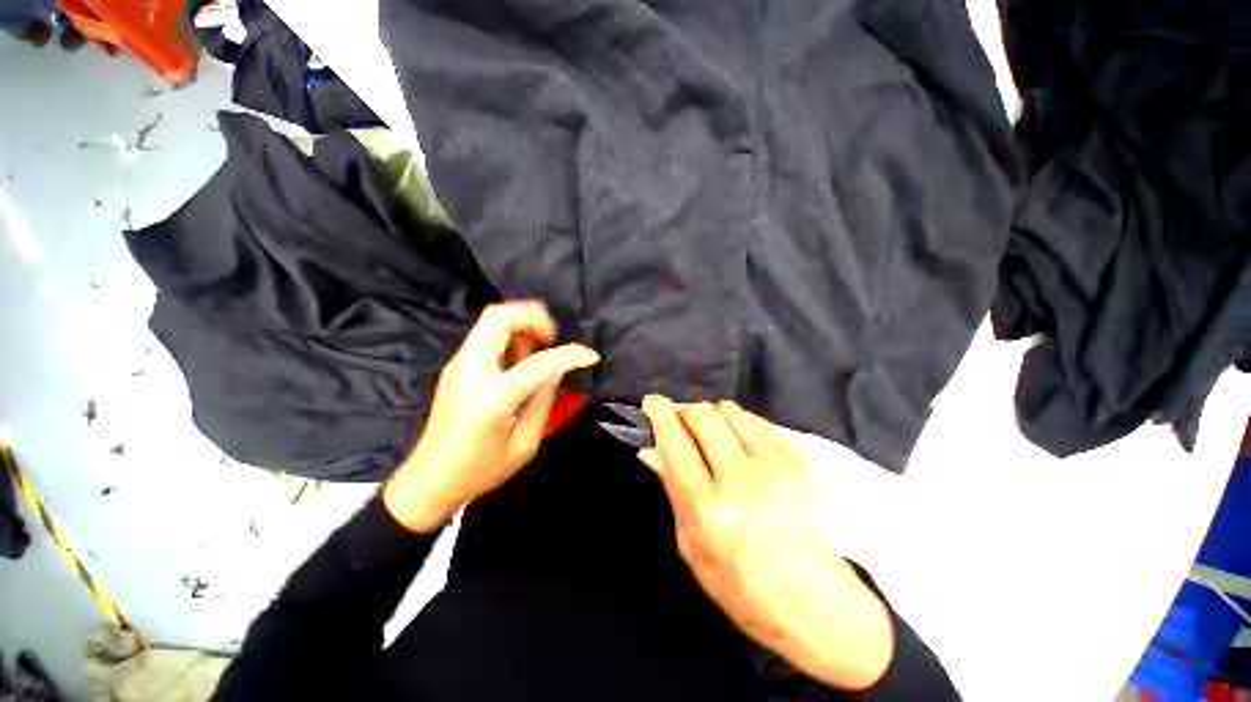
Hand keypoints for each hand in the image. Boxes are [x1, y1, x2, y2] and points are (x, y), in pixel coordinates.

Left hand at [383, 301, 598, 531]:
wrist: (430, 479)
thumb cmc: (479, 470)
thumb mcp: (524, 445)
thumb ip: (543, 401)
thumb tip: (557, 371)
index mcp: (490, 398)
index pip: (537, 364)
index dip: (569, 356)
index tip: (590, 356)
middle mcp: (469, 371)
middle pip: (499, 317)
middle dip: (534, 317)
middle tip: (553, 338)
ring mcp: (459, 364)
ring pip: (493, 320)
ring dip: (523, 325)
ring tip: (540, 349)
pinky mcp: (458, 365)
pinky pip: (489, 335)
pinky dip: (512, 336)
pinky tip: (523, 359)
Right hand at [639, 397, 893, 690]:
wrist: (813, 602)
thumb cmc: (739, 584)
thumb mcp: (691, 546)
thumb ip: (672, 491)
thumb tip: (650, 451)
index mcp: (707, 509)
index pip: (675, 444)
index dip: (660, 414)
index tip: (652, 402)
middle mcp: (740, 481)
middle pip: (703, 415)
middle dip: (686, 412)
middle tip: (684, 425)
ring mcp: (774, 468)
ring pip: (732, 411)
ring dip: (715, 416)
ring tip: (714, 436)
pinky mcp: (797, 463)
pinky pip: (760, 423)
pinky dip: (742, 425)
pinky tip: (741, 444)